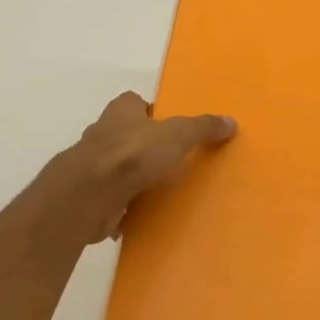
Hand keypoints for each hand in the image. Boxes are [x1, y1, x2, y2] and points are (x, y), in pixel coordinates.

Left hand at [40, 92, 237, 244]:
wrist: (90, 195)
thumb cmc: (134, 153)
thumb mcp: (178, 135)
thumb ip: (203, 128)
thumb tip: (231, 121)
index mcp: (121, 110)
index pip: (135, 103)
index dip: (151, 114)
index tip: (170, 129)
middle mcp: (102, 132)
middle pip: (126, 135)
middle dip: (143, 147)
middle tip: (170, 162)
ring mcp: (91, 165)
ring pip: (116, 167)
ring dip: (131, 178)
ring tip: (158, 191)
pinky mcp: (87, 195)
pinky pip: (110, 198)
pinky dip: (121, 206)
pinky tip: (139, 216)